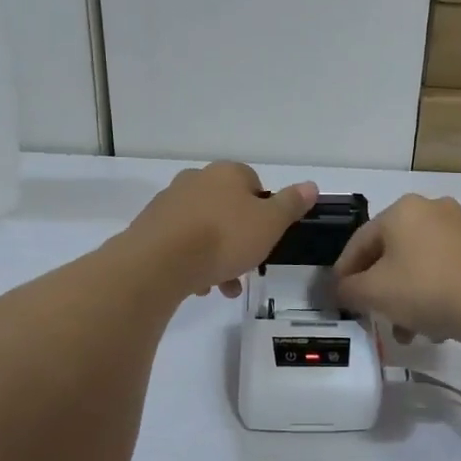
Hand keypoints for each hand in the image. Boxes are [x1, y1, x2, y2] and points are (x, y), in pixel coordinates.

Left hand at [127, 163, 317, 298]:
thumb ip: (291, 204)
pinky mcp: (149, 226)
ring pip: (204, 228)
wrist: (159, 262)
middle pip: (227, 208)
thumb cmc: (224, 238)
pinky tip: (198, 285)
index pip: (253, 183)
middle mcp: (196, 179)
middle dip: (239, 239)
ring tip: (223, 288)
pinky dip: (192, 260)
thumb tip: (311, 185)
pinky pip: (180, 242)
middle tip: (247, 268)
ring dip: (216, 255)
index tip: (266, 238)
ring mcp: (169, 202)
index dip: (264, 211)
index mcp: (227, 173)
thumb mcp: (270, 224)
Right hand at [334, 195, 460, 344]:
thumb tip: (341, 289)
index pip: (362, 240)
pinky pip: (450, 270)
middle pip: (395, 252)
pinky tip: (438, 323)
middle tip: (375, 315)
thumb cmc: (425, 289)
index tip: (339, 296)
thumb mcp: (374, 293)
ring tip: (409, 331)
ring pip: (424, 263)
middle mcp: (435, 209)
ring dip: (410, 295)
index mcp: (404, 209)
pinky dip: (438, 291)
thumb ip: (348, 289)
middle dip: (382, 287)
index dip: (345, 270)